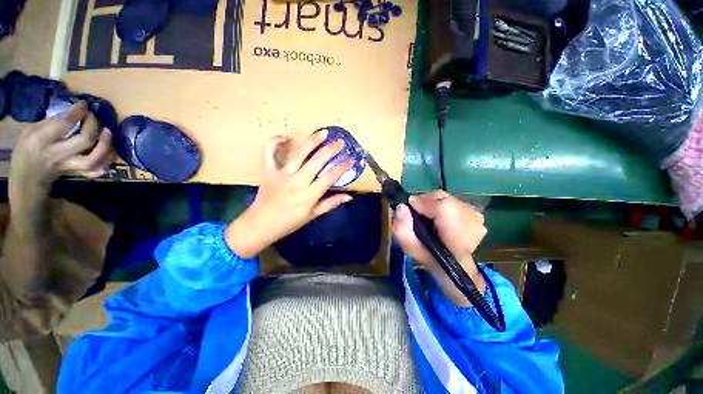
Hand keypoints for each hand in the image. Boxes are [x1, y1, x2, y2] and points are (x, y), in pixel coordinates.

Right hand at [9, 102, 114, 220]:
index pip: (64, 124)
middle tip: (94, 117)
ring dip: (105, 145)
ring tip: (107, 132)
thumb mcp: (30, 131)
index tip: (84, 105)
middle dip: (93, 126)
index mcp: (42, 140)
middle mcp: (58, 154)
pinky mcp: (78, 174)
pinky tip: (111, 151)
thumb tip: (74, 113)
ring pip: (93, 159)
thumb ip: (51, 122)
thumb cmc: (27, 149)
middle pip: (84, 141)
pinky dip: (107, 161)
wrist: (27, 178)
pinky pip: (97, 171)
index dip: (78, 112)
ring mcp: (70, 166)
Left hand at [225, 131, 353, 258]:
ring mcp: (280, 174)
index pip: (329, 177)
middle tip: (340, 142)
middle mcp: (296, 182)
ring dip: (312, 141)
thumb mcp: (313, 215)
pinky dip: (275, 142)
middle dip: (331, 150)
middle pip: (316, 161)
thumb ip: (331, 204)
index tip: (350, 160)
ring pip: (298, 153)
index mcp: (308, 195)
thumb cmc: (290, 222)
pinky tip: (285, 137)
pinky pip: (268, 152)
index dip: (342, 167)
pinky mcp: (267, 171)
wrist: (261, 225)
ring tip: (323, 133)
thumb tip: (349, 196)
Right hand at [392, 191, 486, 306]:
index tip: (409, 209)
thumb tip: (401, 207)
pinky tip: (439, 218)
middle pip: (442, 198)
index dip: (420, 203)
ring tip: (427, 217)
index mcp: (458, 237)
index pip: (440, 207)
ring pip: (446, 198)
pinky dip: (441, 206)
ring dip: (432, 204)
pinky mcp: (477, 214)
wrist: (457, 269)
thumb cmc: (433, 261)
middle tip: (416, 214)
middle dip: (425, 202)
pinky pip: (452, 201)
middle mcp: (472, 222)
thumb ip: (403, 230)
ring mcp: (477, 217)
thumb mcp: (412, 250)